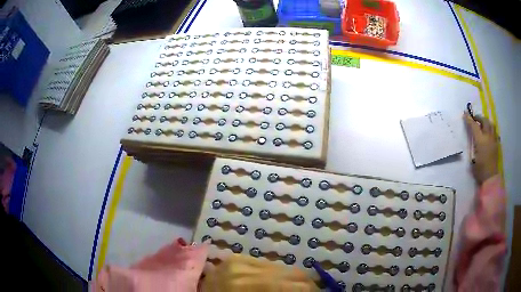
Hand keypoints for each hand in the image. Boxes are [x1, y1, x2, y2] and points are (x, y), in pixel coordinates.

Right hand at [464, 113, 498, 183]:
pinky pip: (494, 132)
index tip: (465, 114)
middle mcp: (488, 137)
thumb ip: (473, 146)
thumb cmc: (480, 170)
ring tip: (483, 125)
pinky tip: (489, 133)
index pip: (474, 126)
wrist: (490, 178)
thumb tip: (472, 139)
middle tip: (475, 119)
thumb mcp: (473, 159)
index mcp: (481, 140)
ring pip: (491, 125)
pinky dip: (491, 129)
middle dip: (479, 118)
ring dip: (486, 122)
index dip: (469, 119)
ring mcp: (493, 140)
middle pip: (485, 121)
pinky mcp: (496, 144)